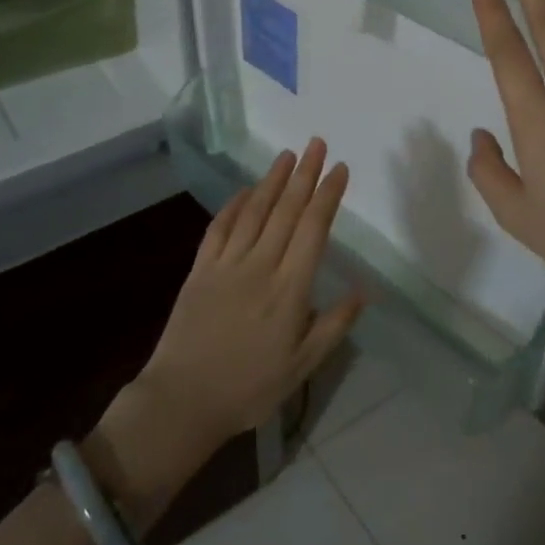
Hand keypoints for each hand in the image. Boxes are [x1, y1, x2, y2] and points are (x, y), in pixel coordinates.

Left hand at [89, 140, 364, 526]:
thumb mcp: (301, 367)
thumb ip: (333, 326)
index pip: (313, 229)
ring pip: (254, 211)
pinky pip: (219, 228)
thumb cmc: (249, 388)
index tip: (339, 169)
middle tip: (317, 144)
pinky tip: (245, 190)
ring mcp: (226, 265)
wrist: (182, 401)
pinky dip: (234, 205)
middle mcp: (259, 266)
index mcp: (289, 290)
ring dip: (272, 180)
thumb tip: (362, 290)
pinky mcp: (199, 270)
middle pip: (286, 211)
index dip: (327, 196)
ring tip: (287, 155)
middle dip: (304, 175)